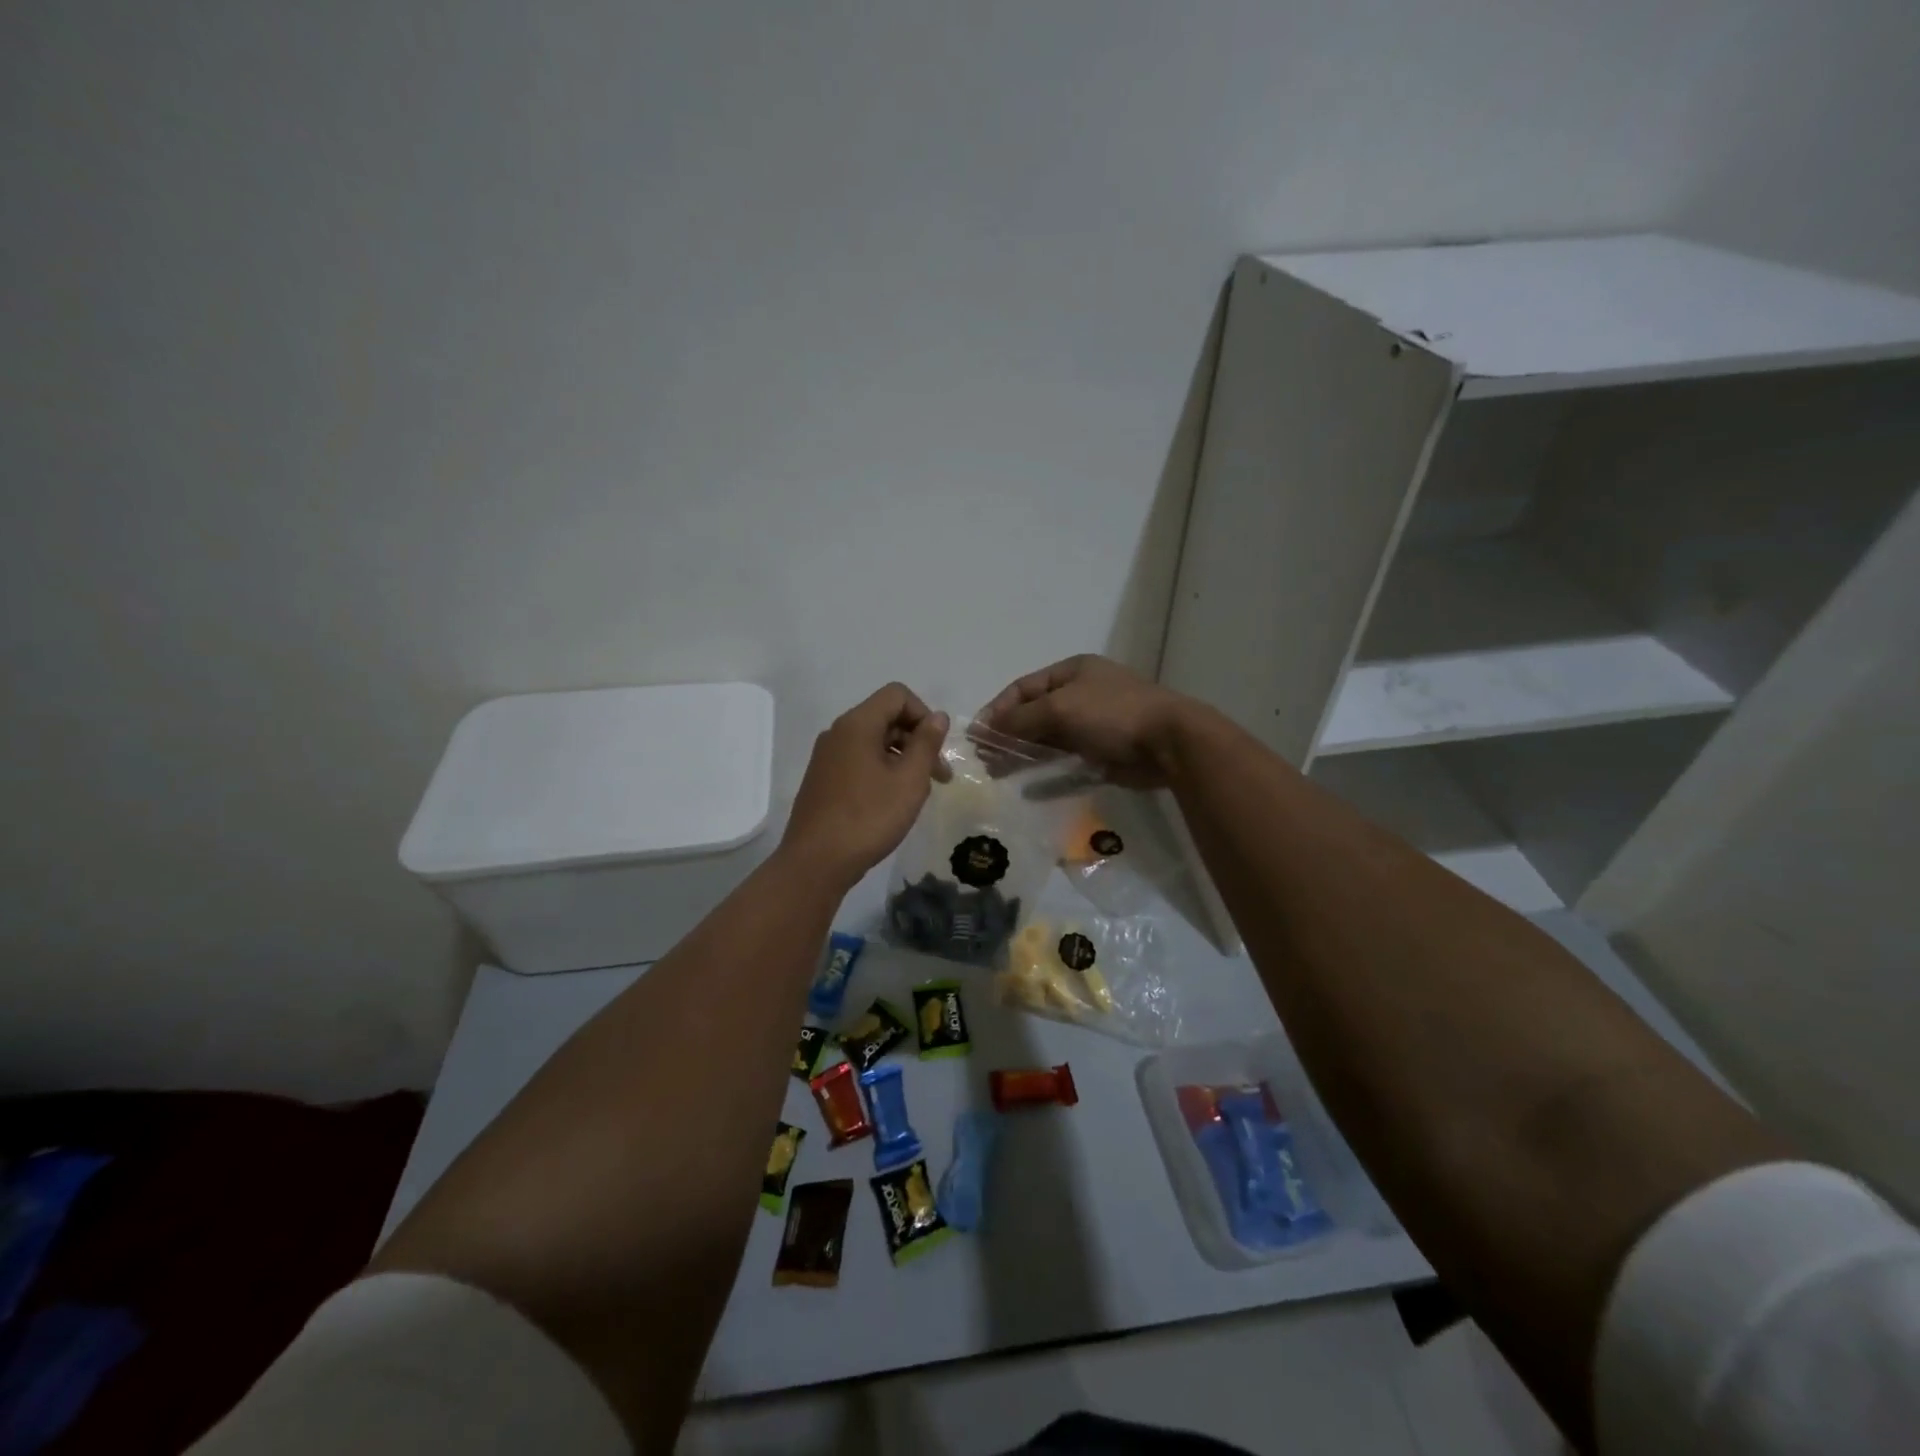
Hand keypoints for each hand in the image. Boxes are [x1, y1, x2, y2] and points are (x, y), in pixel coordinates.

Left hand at [782, 684, 948, 889]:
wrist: (816, 862)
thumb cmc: (868, 818)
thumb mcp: (909, 780)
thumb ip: (926, 743)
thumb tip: (938, 717)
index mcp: (857, 724)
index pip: (897, 695)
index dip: (924, 714)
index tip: (937, 749)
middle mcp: (838, 732)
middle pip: (885, 717)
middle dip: (917, 739)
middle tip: (938, 777)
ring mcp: (826, 756)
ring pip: (873, 741)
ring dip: (902, 757)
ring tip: (917, 793)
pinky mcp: (822, 779)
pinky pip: (858, 760)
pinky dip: (882, 770)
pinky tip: (891, 802)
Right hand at [979, 655, 1192, 788]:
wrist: (1170, 743)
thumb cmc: (1112, 714)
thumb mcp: (1059, 708)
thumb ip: (1020, 719)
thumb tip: (984, 729)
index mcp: (1072, 672)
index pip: (1022, 688)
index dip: (997, 710)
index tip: (976, 736)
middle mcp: (1081, 695)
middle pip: (1034, 715)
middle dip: (1008, 736)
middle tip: (984, 760)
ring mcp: (1094, 726)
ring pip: (1049, 741)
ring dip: (1023, 756)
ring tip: (999, 774)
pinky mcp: (1104, 755)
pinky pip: (1067, 764)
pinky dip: (1048, 775)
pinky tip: (1029, 789)